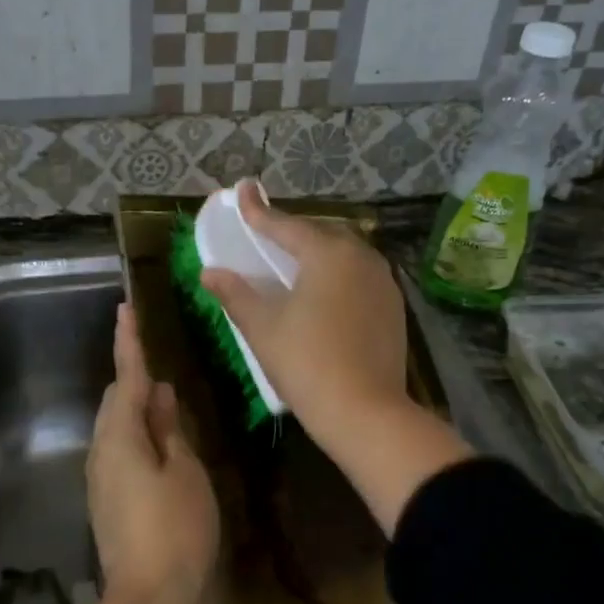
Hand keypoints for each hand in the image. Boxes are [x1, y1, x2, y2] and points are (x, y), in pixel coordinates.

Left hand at [87, 303, 219, 603]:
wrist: (147, 599)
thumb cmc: (176, 530)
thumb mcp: (185, 472)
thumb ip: (169, 429)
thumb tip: (157, 395)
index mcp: (120, 437)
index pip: (125, 378)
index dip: (128, 343)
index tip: (124, 309)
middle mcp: (101, 451)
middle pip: (115, 401)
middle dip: (135, 381)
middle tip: (163, 373)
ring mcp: (100, 478)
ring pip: (116, 427)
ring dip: (137, 411)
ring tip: (168, 409)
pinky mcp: (105, 501)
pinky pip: (119, 451)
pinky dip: (137, 437)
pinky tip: (161, 447)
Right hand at [200, 181, 410, 447]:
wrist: (365, 413)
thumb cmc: (306, 363)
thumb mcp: (262, 328)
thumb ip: (236, 294)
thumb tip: (210, 273)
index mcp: (328, 254)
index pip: (286, 225)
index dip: (259, 211)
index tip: (243, 190)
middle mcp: (361, 258)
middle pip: (320, 234)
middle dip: (292, 230)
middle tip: (266, 232)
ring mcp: (383, 282)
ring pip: (345, 254)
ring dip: (317, 251)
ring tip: (294, 261)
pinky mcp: (393, 307)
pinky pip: (359, 276)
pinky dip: (337, 274)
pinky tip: (324, 292)